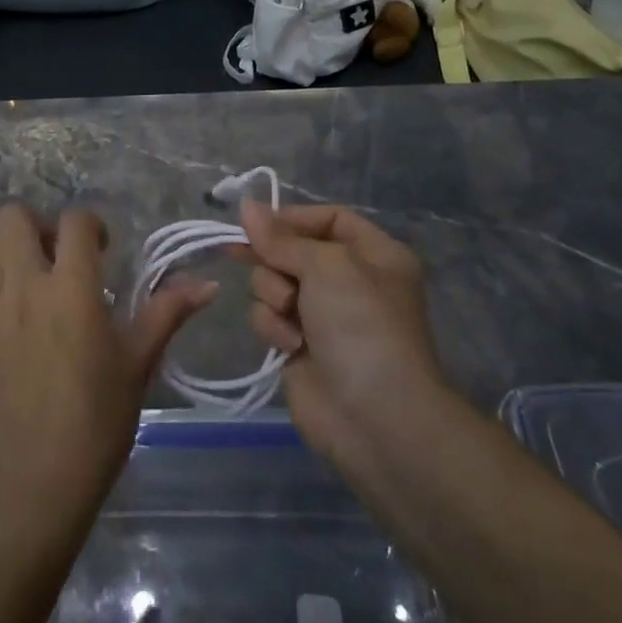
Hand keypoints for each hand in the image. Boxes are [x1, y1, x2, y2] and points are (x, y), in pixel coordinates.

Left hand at [0, 203, 215, 534]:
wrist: (31, 483)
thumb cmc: (95, 422)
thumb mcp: (137, 364)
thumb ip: (167, 312)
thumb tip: (208, 283)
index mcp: (71, 289)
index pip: (75, 221)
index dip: (90, 226)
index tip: (101, 251)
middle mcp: (23, 286)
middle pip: (14, 216)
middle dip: (38, 226)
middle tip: (56, 258)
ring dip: (6, 250)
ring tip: (26, 281)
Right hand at [238, 201, 452, 476]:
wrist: (376, 418)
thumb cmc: (361, 325)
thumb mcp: (326, 266)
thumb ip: (281, 237)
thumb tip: (246, 205)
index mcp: (373, 254)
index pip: (327, 218)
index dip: (292, 218)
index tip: (256, 223)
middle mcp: (348, 281)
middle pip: (292, 250)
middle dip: (276, 261)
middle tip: (259, 264)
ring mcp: (323, 316)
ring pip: (273, 282)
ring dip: (273, 295)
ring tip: (291, 316)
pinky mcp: (299, 346)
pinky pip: (269, 317)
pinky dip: (273, 327)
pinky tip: (290, 345)